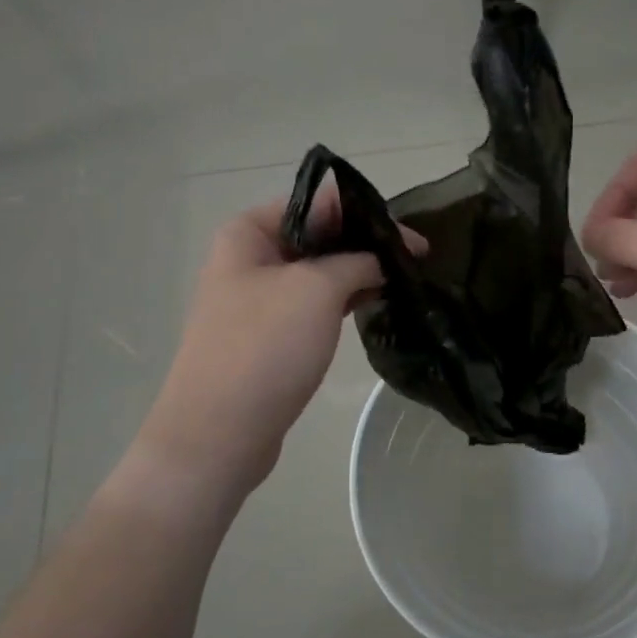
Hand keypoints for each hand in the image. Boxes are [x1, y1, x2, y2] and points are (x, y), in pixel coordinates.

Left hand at [137, 187, 384, 491]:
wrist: (219, 433)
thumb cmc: (264, 348)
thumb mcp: (317, 290)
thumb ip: (357, 260)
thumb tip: (385, 256)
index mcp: (248, 232)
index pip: (317, 203)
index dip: (366, 213)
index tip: (410, 236)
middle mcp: (250, 259)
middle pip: (318, 237)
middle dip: (365, 244)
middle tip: (417, 259)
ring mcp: (259, 300)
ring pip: (319, 273)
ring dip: (358, 274)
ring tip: (405, 280)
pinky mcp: (271, 336)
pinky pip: (313, 306)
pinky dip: (344, 301)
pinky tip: (376, 304)